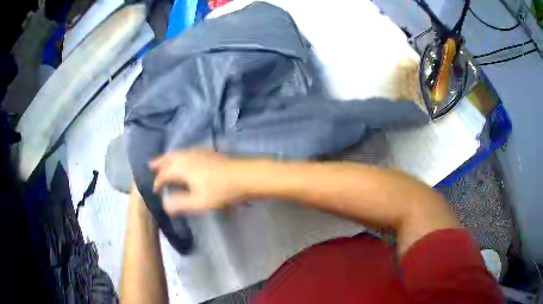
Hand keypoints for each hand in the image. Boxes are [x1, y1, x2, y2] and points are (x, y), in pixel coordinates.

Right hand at [150, 150, 244, 215]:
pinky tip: (185, 158)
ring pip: (178, 153)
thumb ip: (179, 203)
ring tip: (163, 160)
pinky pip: (187, 152)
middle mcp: (187, 157)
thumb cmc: (220, 191)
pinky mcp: (208, 153)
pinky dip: (180, 155)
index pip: (164, 175)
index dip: (158, 183)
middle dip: (159, 163)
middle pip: (169, 159)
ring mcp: (198, 152)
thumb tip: (165, 205)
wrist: (244, 176)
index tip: (155, 191)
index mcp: (182, 168)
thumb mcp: (198, 202)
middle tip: (151, 166)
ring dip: (168, 157)